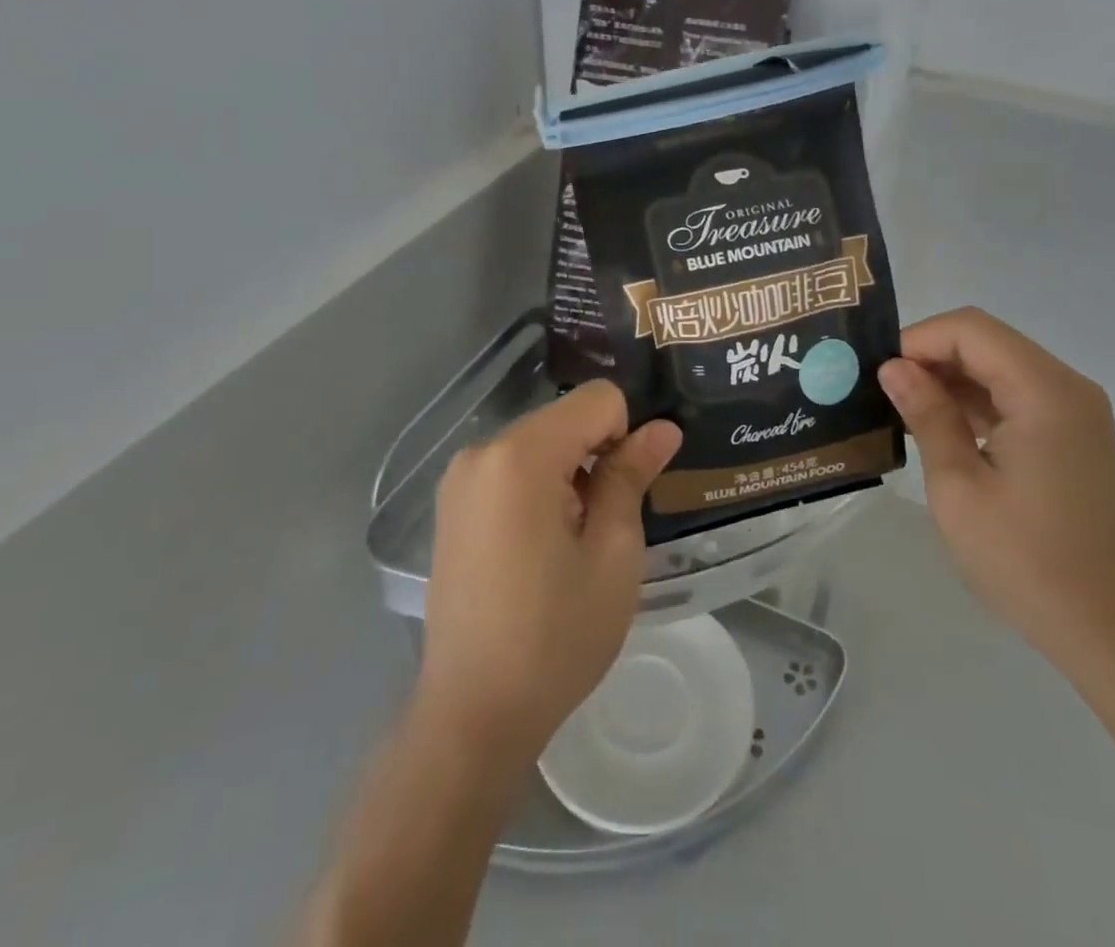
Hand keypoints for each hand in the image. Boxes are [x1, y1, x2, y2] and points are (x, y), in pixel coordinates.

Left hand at [416, 381, 681, 772]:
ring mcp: (459, 478)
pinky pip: (511, 469)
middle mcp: (481, 451)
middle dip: (595, 456)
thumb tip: (663, 428)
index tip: (623, 494)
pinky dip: (538, 488)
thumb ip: (632, 476)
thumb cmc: (555, 635)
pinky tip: (539, 548)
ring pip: (540, 442)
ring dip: (568, 474)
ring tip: (569, 544)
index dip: (625, 437)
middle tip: (601, 527)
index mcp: (520, 455)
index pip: (598, 400)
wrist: (472, 714)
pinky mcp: (451, 505)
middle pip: (565, 419)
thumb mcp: (613, 553)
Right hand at [877, 307, 1114, 663]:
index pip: (971, 330)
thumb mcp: (958, 485)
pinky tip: (942, 429)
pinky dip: (978, 402)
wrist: (1104, 627)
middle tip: (885, 392)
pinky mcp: (1074, 436)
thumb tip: (894, 368)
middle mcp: (1068, 388)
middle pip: (988, 342)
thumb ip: (927, 415)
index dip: (919, 340)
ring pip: (1001, 367)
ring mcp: (1076, 412)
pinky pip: (1018, 396)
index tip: (881, 374)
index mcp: (1044, 392)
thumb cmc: (1023, 558)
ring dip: (953, 380)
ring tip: (905, 411)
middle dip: (933, 357)